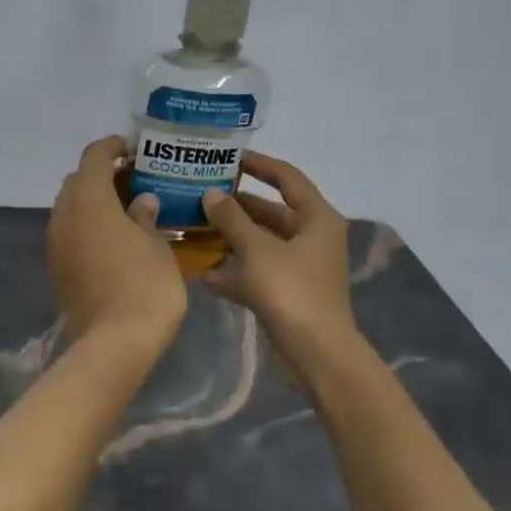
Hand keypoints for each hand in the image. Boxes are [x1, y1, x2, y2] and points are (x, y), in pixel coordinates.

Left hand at [47, 136, 187, 353]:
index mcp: (88, 198)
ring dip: (94, 203)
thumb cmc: (145, 285)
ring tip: (127, 211)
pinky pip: (70, 233)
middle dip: (103, 175)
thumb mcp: (156, 245)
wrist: (114, 342)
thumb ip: (145, 216)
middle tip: (136, 182)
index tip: (136, 150)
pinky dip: (88, 227)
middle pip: (78, 180)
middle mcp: (64, 214)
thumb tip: (141, 202)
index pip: (95, 156)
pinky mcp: (56, 267)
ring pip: (71, 208)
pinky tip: (114, 240)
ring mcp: (55, 242)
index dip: (114, 147)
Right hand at [200, 152, 357, 367]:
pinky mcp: (287, 293)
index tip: (228, 157)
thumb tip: (212, 194)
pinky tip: (204, 273)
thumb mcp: (257, 250)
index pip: (287, 178)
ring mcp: (300, 267)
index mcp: (316, 218)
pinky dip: (235, 271)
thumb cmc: (291, 291)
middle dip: (236, 205)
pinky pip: (257, 272)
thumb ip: (232, 219)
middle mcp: (311, 237)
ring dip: (231, 238)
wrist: (316, 353)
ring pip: (261, 243)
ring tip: (194, 228)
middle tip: (201, 194)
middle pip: (271, 212)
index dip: (259, 164)